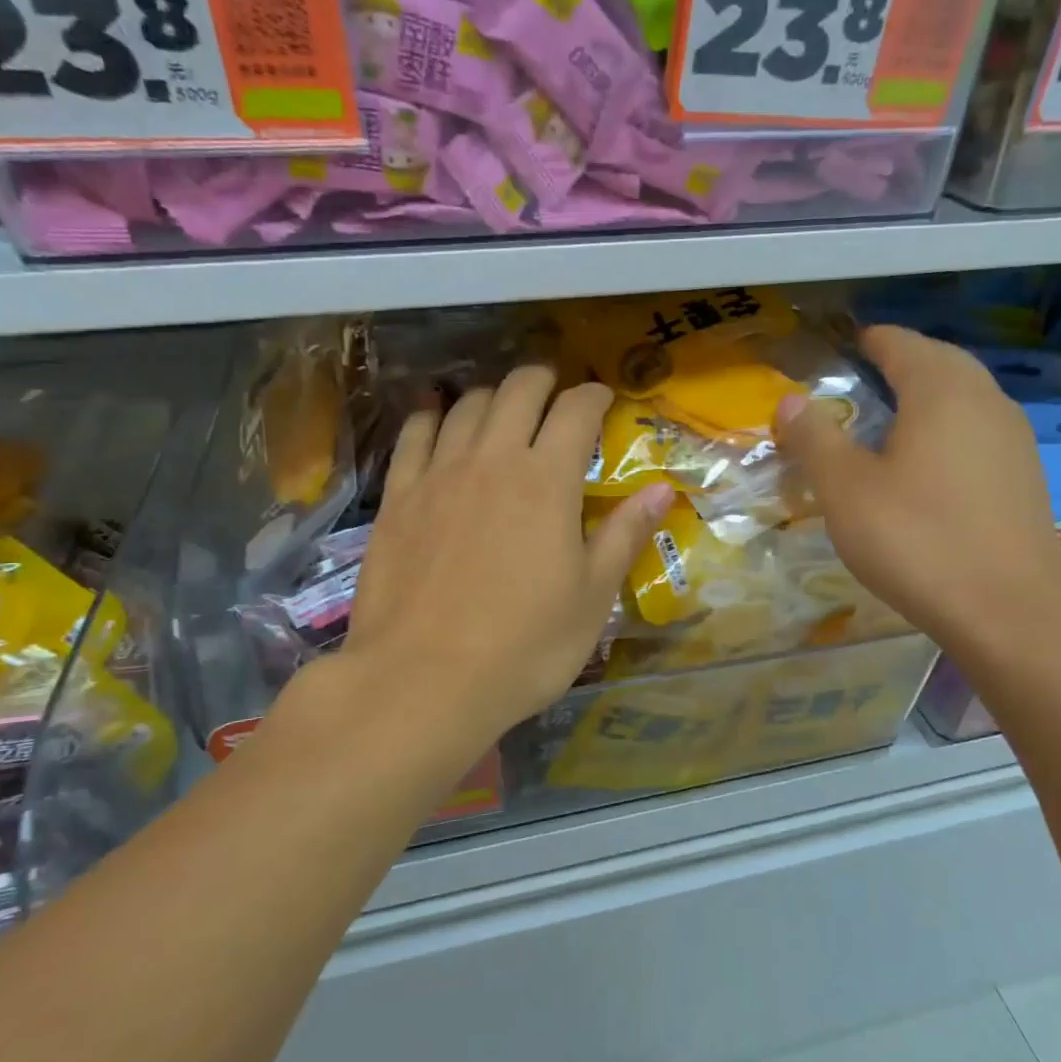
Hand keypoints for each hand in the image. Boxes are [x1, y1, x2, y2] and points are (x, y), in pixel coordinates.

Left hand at [340, 365, 671, 747]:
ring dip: (492, 394)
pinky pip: (414, 436)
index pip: (576, 411)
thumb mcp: (591, 597)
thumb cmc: (524, 646)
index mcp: (547, 480)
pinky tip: (437, 416)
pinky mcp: (398, 498)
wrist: (423, 681)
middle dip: (543, 380)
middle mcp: (492, 460)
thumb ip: (625, 534)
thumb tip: (662, 489)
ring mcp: (438, 475)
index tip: (604, 399)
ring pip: (466, 406)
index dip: (594, 396)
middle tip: (555, 390)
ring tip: (503, 404)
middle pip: (518, 391)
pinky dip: (431, 416)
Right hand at [772, 326, 1060, 650]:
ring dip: (928, 395)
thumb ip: (815, 437)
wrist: (1008, 611)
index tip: (842, 347)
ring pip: (965, 396)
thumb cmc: (916, 539)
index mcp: (941, 390)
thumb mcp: (845, 488)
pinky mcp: (1024, 477)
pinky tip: (928, 465)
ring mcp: (1013, 439)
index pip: (900, 343)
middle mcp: (986, 401)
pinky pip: (979, 431)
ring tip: (890, 418)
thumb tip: (789, 400)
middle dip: (900, 362)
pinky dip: (948, 429)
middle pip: (939, 361)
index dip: (868, 341)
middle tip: (862, 378)